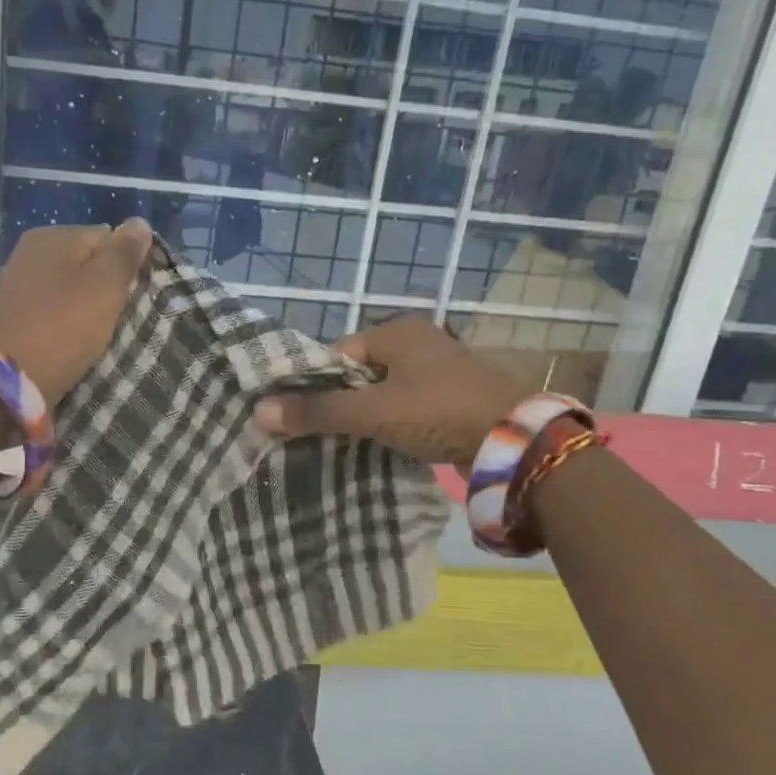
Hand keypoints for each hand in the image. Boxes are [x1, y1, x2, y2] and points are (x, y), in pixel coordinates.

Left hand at [0, 220, 153, 400]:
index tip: (136, 297)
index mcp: (52, 236)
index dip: (127, 266)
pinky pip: (52, 313)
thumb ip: (124, 253)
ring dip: (87, 311)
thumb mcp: (104, 287)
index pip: (108, 238)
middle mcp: (30, 253)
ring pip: (70, 291)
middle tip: (121, 319)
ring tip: (100, 337)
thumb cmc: (61, 328)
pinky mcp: (12, 318)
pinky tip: (74, 345)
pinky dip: (66, 326)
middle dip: (106, 290)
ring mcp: (17, 286)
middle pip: (87, 265)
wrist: (4, 382)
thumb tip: (139, 223)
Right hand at [251, 316, 524, 466]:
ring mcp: (440, 368)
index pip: (339, 353)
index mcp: (398, 330)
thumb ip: (317, 411)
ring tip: (350, 442)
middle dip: (342, 401)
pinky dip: (394, 422)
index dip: (318, 384)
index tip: (306, 416)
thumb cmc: (437, 412)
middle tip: (324, 433)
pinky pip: (408, 405)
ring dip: (368, 415)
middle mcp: (419, 341)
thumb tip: (259, 412)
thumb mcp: (371, 412)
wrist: (516, 441)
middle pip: (360, 372)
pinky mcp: (454, 396)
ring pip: (385, 391)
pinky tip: (385, 444)